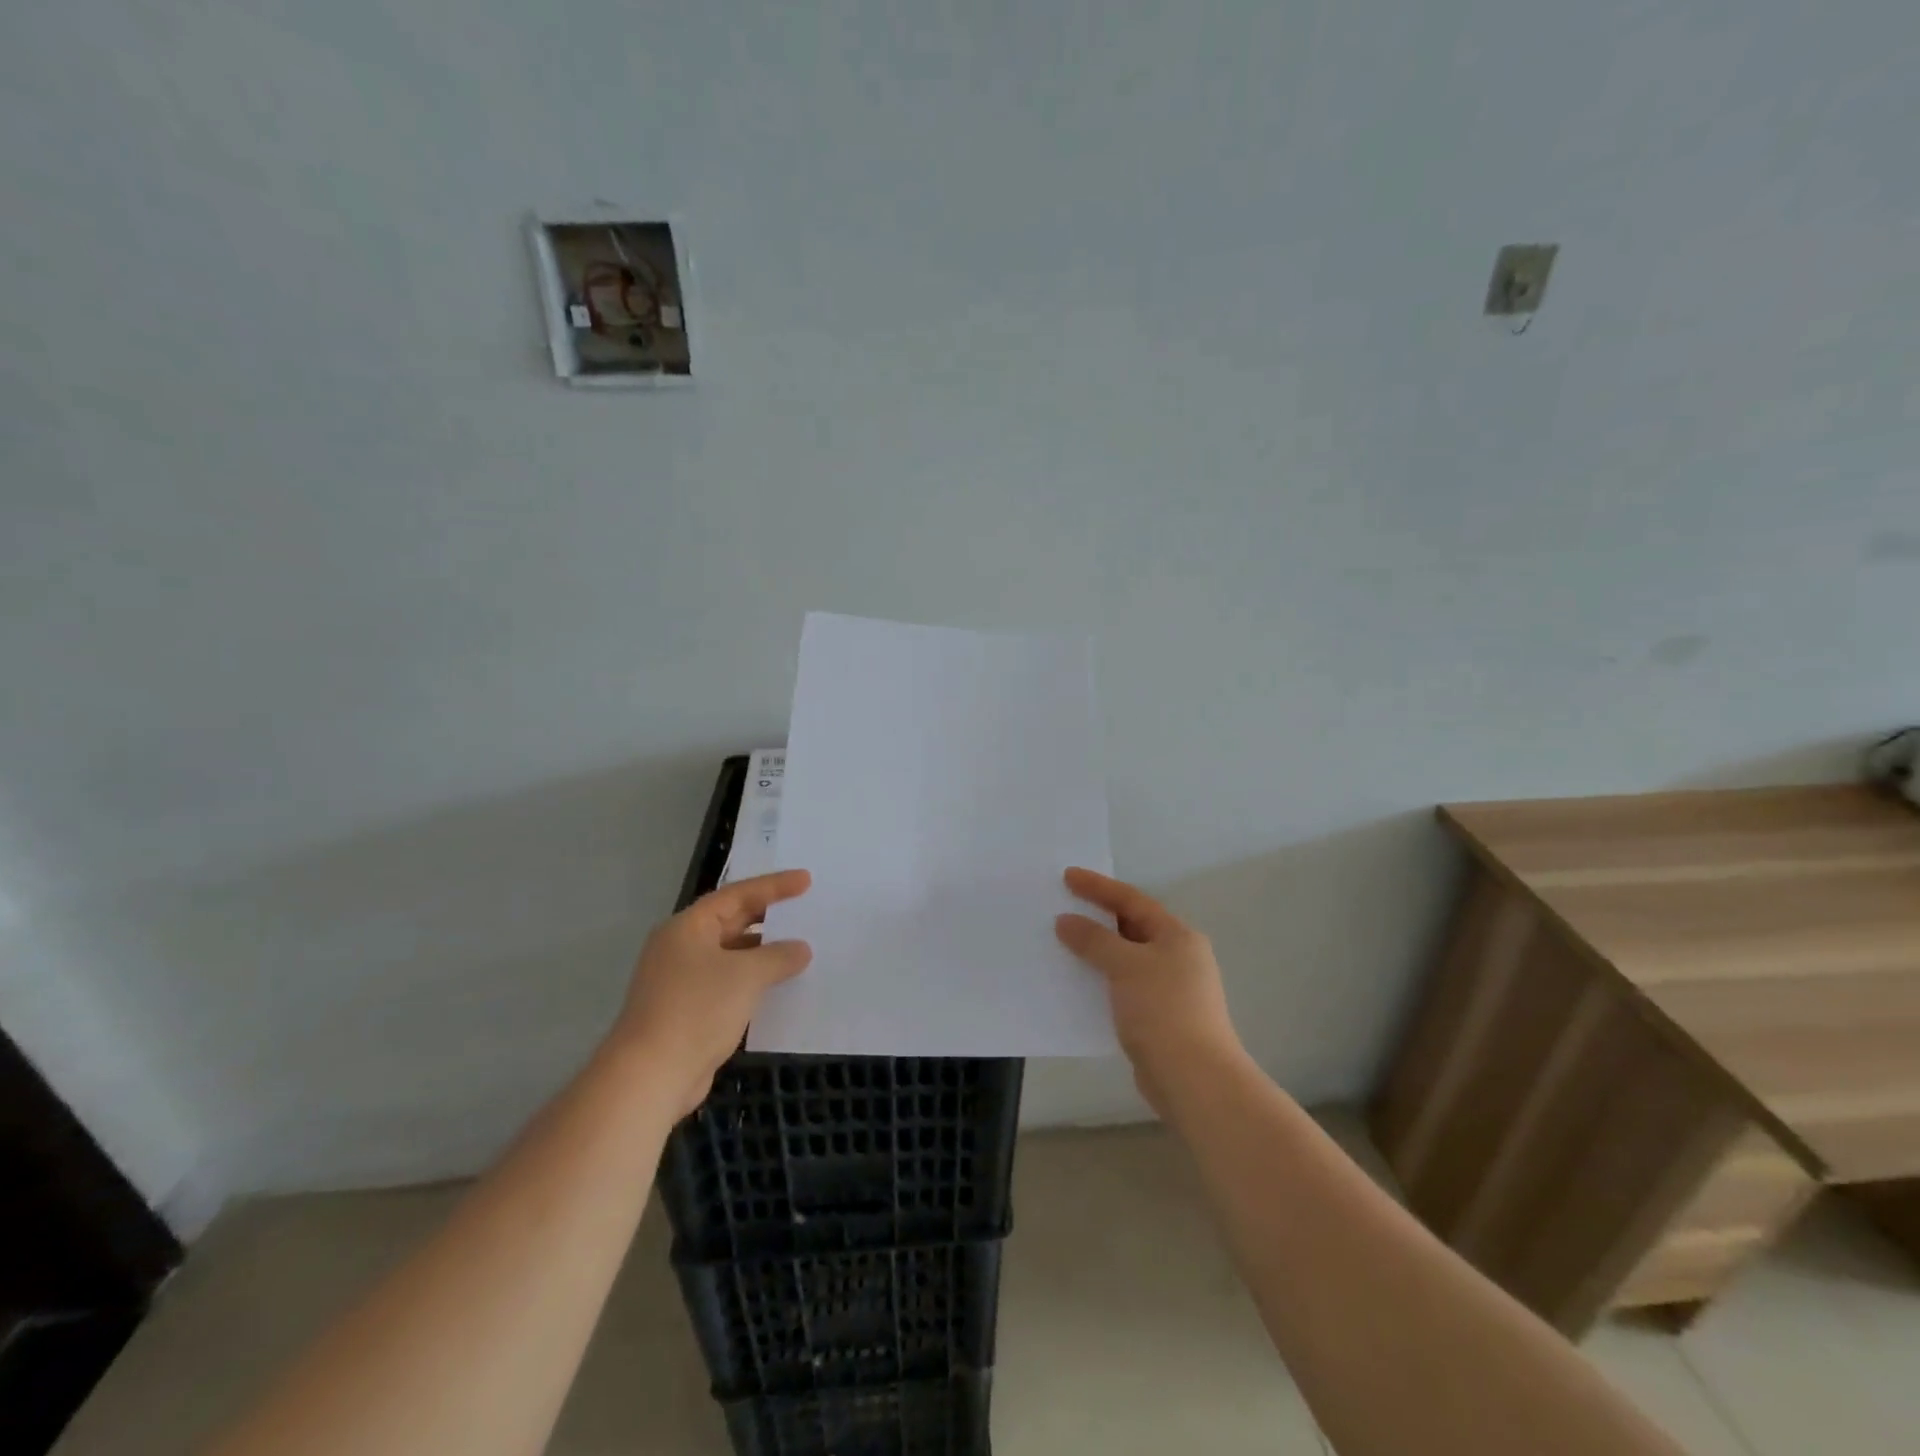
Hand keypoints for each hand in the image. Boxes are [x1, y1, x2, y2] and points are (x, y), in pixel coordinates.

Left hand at [614, 869, 813, 1116]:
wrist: (650, 1076)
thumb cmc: (697, 1010)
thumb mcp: (746, 975)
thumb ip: (778, 956)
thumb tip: (800, 949)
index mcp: (688, 928)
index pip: (736, 895)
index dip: (774, 886)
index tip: (806, 881)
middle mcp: (681, 948)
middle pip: (731, 922)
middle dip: (768, 917)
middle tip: (804, 910)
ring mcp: (682, 981)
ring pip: (731, 955)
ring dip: (763, 952)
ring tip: (800, 948)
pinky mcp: (688, 1011)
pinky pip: (728, 984)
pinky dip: (753, 981)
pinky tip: (779, 987)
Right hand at [1055, 867, 1246, 1116]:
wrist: (1194, 1080)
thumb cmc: (1163, 1010)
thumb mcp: (1125, 966)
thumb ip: (1094, 940)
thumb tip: (1066, 921)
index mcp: (1177, 936)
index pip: (1132, 900)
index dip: (1099, 887)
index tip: (1068, 876)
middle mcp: (1178, 957)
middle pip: (1131, 927)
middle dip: (1097, 917)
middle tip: (1063, 905)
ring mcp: (1169, 989)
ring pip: (1125, 959)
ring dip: (1096, 950)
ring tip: (1062, 942)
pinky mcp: (1158, 1018)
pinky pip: (1122, 986)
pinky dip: (1100, 980)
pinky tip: (1076, 983)